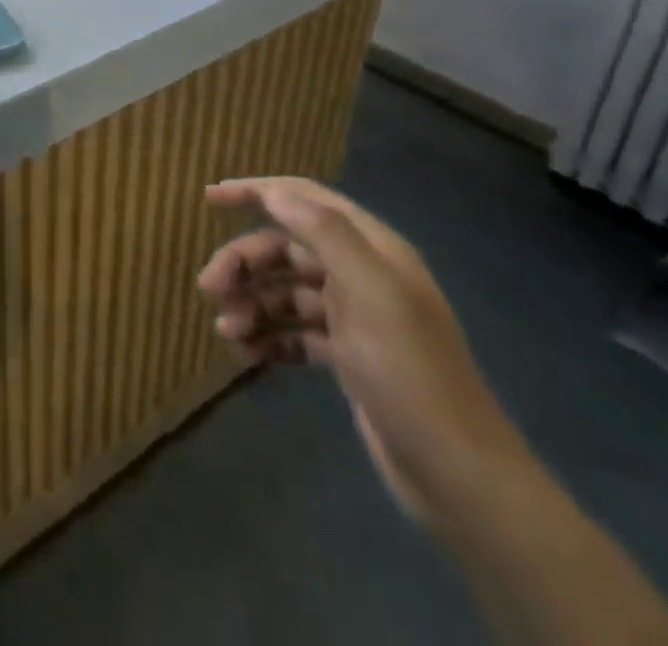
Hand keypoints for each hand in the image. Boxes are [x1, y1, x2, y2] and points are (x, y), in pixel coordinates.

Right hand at [198, 177, 527, 528]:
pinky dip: (268, 336)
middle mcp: (361, 274)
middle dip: (244, 262)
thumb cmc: (409, 372)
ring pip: (285, 291)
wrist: (458, 476)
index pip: (305, 199)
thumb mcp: (369, 291)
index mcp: (372, 249)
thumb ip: (323, 233)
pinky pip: (294, 331)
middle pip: (286, 248)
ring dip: (252, 303)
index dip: (257, 191)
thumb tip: (274, 192)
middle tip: (209, 288)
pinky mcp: (347, 357)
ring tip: (227, 332)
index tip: (210, 197)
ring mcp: (354, 318)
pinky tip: (247, 354)